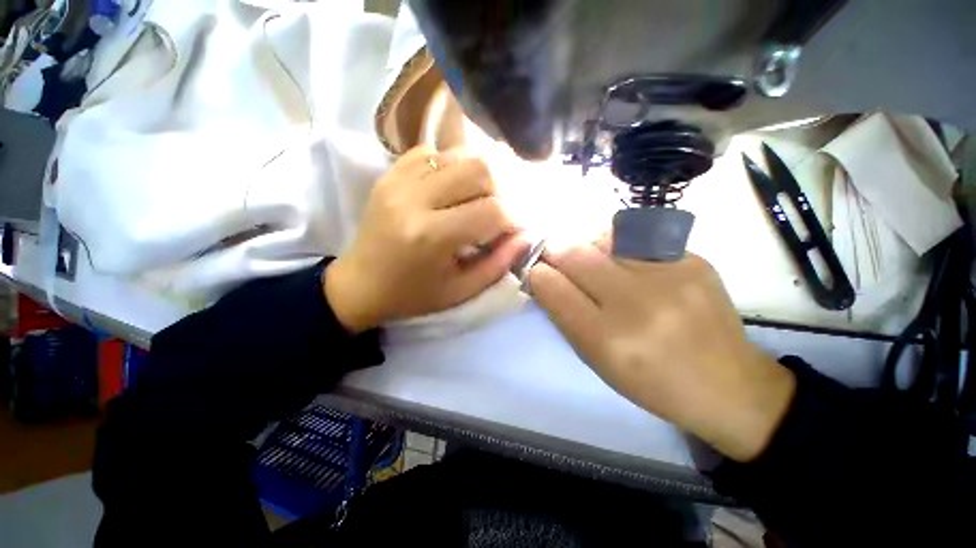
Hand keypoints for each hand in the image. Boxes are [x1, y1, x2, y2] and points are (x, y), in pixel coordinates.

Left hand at [325, 146, 526, 333]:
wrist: (359, 285)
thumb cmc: (412, 295)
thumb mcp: (461, 290)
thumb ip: (498, 263)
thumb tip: (526, 236)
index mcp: (432, 236)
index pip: (492, 211)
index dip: (512, 220)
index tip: (512, 231)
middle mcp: (414, 199)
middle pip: (479, 170)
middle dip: (498, 192)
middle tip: (493, 214)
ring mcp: (398, 180)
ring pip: (458, 155)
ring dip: (477, 178)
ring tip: (473, 201)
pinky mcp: (389, 174)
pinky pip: (432, 153)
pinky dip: (450, 168)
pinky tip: (448, 190)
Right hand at [528, 243, 795, 461]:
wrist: (728, 384)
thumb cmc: (651, 382)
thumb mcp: (596, 360)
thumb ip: (565, 316)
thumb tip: (545, 277)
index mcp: (608, 340)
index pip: (553, 288)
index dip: (538, 274)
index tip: (536, 272)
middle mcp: (637, 304)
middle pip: (574, 254)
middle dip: (554, 251)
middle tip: (553, 255)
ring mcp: (669, 276)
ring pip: (601, 238)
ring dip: (585, 246)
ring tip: (591, 260)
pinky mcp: (693, 260)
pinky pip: (635, 237)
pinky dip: (618, 246)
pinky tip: (624, 261)